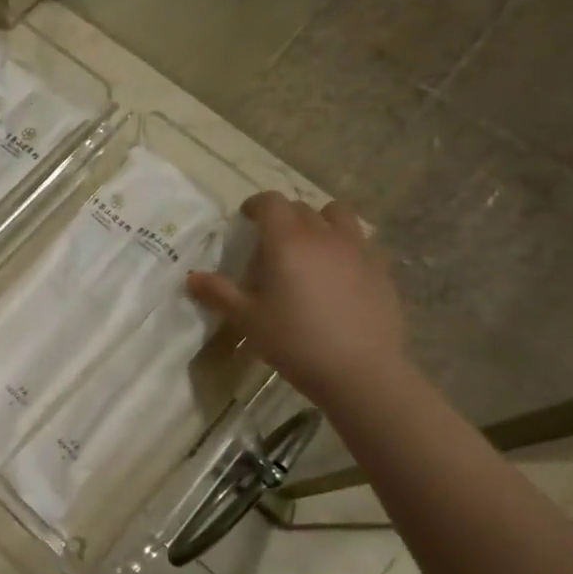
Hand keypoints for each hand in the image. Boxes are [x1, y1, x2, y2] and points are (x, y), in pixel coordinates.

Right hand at [187, 192, 404, 400]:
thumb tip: (191, 278)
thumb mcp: (248, 320)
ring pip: (337, 216)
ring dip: (320, 222)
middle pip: (301, 208)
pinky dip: (346, 245)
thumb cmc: (295, 341)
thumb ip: (219, 293)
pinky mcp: (381, 268)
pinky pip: (361, 241)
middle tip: (272, 241)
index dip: (256, 204)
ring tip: (311, 246)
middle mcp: (322, 235)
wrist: (360, 371)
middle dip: (284, 216)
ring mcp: (357, 249)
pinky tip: (340, 272)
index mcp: (286, 241)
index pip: (271, 202)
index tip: (247, 217)